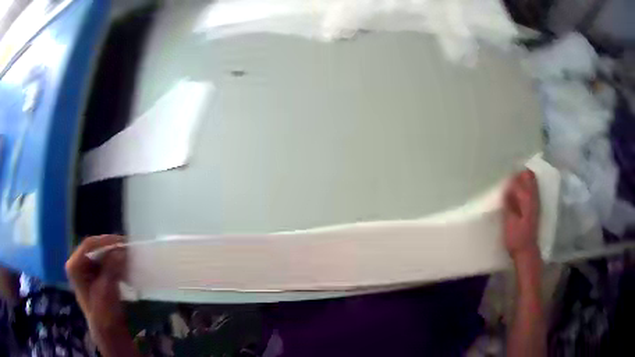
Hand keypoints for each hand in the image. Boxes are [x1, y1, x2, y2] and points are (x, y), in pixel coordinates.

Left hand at [66, 235, 126, 339]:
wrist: (108, 332)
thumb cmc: (104, 312)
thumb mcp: (107, 290)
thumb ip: (112, 268)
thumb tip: (121, 250)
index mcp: (74, 266)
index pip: (89, 245)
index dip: (105, 241)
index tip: (122, 242)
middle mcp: (77, 264)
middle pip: (93, 248)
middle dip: (110, 247)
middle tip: (126, 247)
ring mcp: (84, 270)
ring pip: (99, 255)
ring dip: (112, 255)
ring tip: (126, 255)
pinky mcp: (93, 276)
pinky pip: (102, 263)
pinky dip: (112, 262)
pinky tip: (122, 265)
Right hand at [503, 170, 539, 260]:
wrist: (526, 251)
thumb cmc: (516, 238)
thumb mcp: (509, 221)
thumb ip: (510, 203)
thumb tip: (508, 186)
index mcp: (528, 199)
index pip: (523, 178)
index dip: (514, 174)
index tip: (504, 171)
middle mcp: (534, 197)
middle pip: (530, 177)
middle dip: (520, 173)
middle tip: (507, 176)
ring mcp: (536, 202)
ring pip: (532, 183)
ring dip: (522, 180)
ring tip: (510, 182)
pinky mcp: (535, 208)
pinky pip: (531, 190)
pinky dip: (525, 187)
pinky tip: (516, 192)